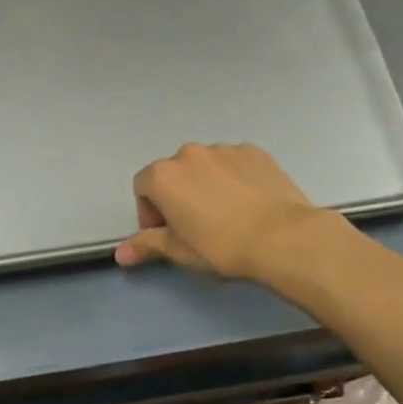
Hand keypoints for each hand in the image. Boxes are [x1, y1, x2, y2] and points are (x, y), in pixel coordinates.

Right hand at [114, 143, 343, 283]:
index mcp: (163, 175)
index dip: (150, 212)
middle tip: (195, 227)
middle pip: (173, 173)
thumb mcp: (179, 251)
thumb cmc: (221, 247)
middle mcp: (189, 154)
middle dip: (178, 196)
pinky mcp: (254, 152)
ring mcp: (224, 149)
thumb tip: (120, 254)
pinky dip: (234, 178)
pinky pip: (234, 163)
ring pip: (205, 167)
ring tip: (226, 215)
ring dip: (206, 185)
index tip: (167, 234)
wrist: (282, 237)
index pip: (142, 188)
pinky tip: (249, 203)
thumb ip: (146, 245)